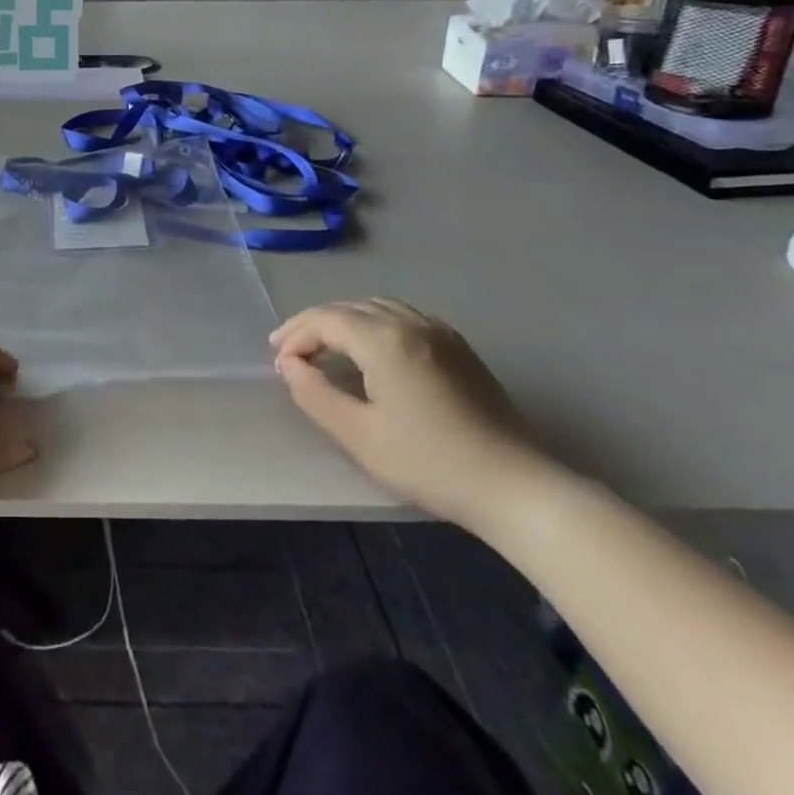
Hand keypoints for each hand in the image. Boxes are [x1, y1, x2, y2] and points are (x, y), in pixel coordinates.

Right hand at [271, 298, 548, 529]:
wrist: (515, 486)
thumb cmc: (430, 462)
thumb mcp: (359, 435)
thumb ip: (314, 394)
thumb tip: (289, 366)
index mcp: (384, 339)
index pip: (326, 319)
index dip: (295, 335)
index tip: (278, 363)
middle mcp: (411, 323)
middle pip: (349, 308)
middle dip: (314, 325)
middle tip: (289, 352)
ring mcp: (440, 332)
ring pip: (377, 308)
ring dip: (343, 321)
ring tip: (323, 347)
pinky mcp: (458, 348)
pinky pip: (403, 317)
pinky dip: (373, 324)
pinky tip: (369, 349)